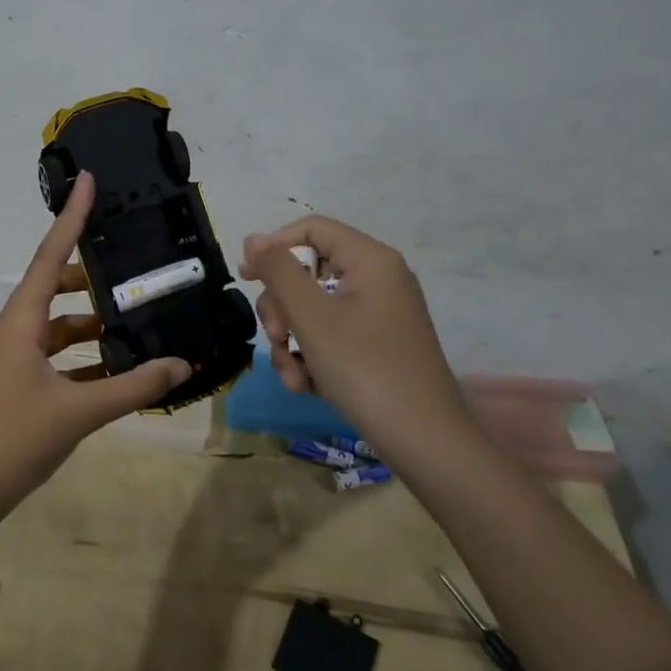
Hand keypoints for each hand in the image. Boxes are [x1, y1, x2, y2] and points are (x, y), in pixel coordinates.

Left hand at [0, 171, 189, 523]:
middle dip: (91, 274)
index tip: (88, 181)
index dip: (71, 217)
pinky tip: (117, 365)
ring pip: (57, 321)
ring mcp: (15, 355)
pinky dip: (84, 353)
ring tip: (133, 316)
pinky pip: (57, 353)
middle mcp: (16, 328)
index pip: (51, 255)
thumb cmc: (15, 438)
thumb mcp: (81, 411)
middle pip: (54, 284)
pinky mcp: (20, 380)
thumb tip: (182, 365)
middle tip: (131, 265)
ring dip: (90, 318)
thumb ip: (134, 387)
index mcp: (22, 320)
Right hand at [239, 215, 465, 452]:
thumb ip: (279, 271)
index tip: (246, 278)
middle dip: (282, 309)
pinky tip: (307, 385)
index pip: (311, 230)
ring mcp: (379, 314)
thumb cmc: (365, 368)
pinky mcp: (377, 344)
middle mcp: (378, 279)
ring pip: (313, 310)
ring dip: (292, 341)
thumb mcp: (312, 317)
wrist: (424, 441)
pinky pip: (331, 335)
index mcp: (370, 260)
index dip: (274, 247)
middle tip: (276, 338)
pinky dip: (313, 356)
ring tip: (294, 376)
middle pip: (308, 273)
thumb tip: (253, 238)